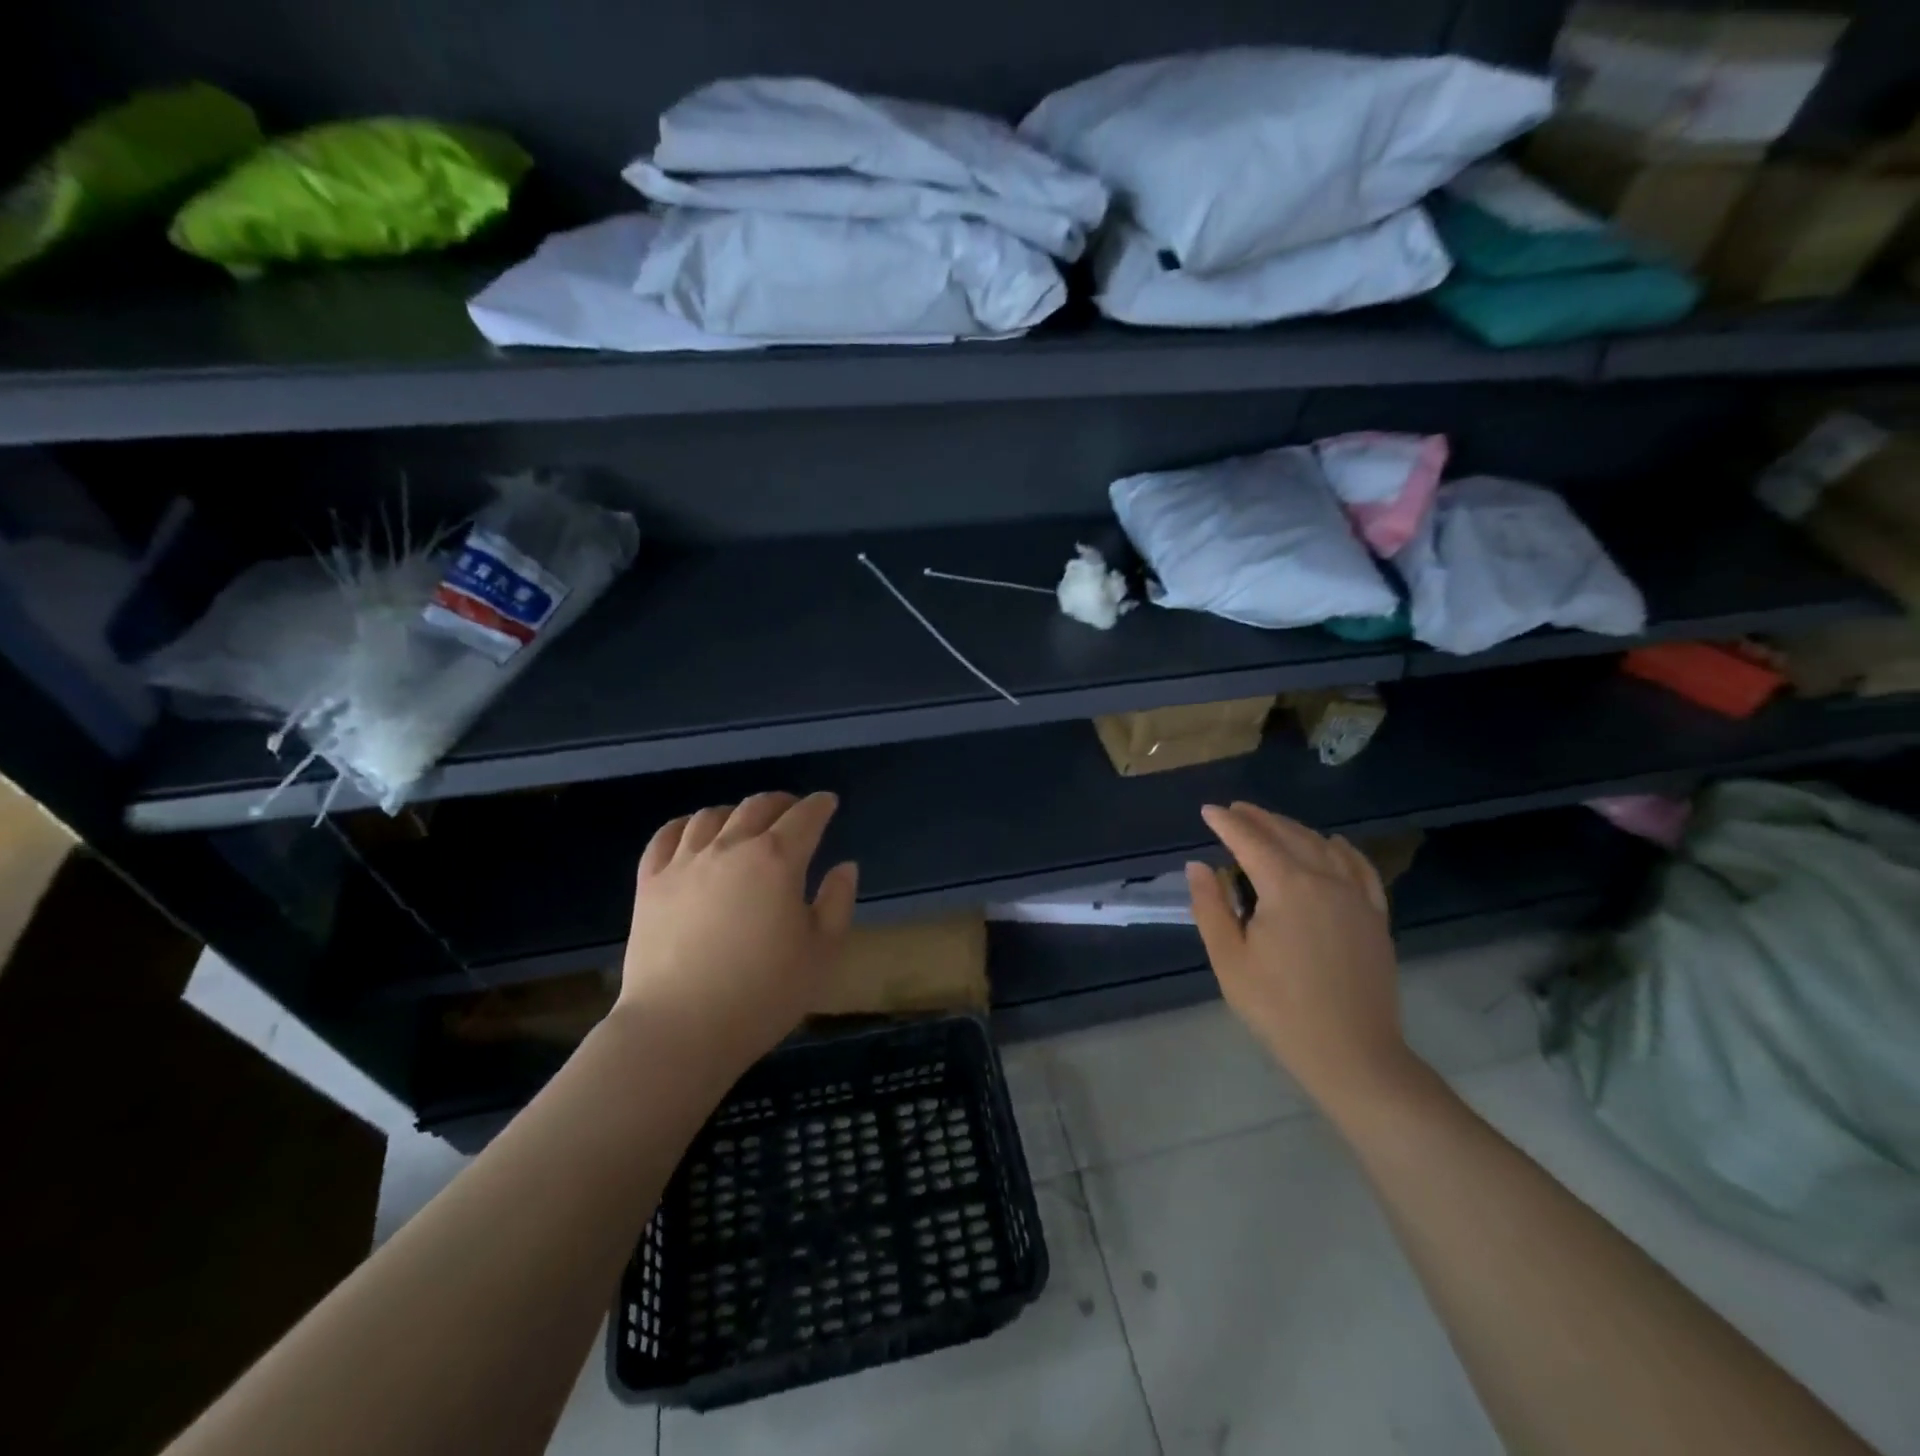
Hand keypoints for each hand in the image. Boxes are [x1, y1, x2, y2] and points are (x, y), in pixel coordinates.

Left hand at [620, 792, 858, 1065]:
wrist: (680, 1029)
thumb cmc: (763, 993)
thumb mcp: (822, 952)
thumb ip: (837, 902)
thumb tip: (844, 866)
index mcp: (777, 860)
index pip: (805, 817)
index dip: (820, 806)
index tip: (828, 803)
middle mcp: (730, 848)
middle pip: (757, 807)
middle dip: (781, 803)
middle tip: (793, 811)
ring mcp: (685, 863)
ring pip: (711, 816)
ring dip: (735, 812)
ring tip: (744, 823)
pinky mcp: (650, 884)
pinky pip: (666, 837)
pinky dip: (685, 825)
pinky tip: (693, 832)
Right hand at [1186, 802, 1418, 1113]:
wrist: (1353, 1055)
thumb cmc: (1279, 1008)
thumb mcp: (1230, 960)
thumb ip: (1211, 907)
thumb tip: (1199, 866)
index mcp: (1287, 888)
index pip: (1251, 841)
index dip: (1228, 823)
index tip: (1208, 810)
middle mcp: (1325, 880)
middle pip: (1289, 836)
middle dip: (1259, 819)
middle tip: (1235, 809)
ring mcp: (1356, 897)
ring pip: (1323, 847)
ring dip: (1294, 829)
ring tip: (1272, 822)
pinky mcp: (1375, 917)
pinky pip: (1360, 869)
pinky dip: (1342, 850)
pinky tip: (1333, 845)